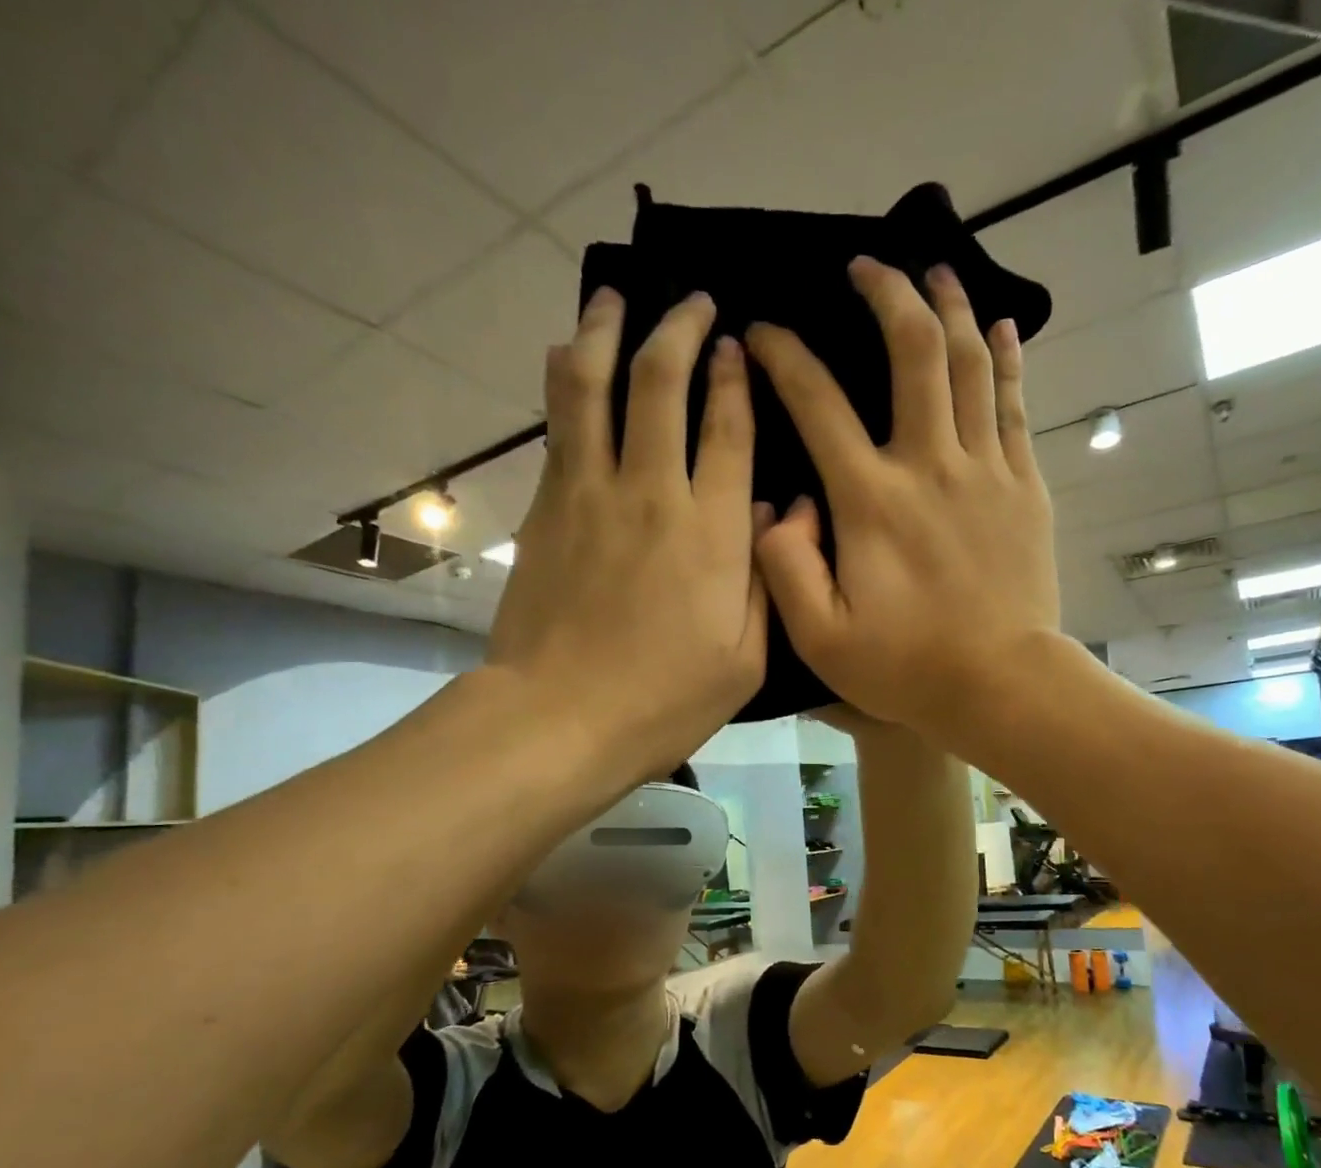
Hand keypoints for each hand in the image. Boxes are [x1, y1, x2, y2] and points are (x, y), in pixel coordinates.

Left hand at [490, 289, 765, 781]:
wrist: (559, 718)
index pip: (729, 429)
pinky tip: (572, 357)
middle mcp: (651, 493)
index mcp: (711, 532)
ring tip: (617, 297)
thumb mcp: (746, 661)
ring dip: (608, 331)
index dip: (736, 379)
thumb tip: (775, 511)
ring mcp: (589, 493)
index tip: (738, 345)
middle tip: (692, 304)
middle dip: (679, 330)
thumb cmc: (663, 701)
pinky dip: (568, 381)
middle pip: (661, 384)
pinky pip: (560, 425)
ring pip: (595, 386)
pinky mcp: (545, 508)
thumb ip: (766, 580)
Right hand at [744, 259, 1059, 739]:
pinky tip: (1000, 326)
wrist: (1001, 685)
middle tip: (864, 266)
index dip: (784, 357)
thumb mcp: (820, 638)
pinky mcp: (1023, 486)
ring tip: (933, 271)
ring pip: (970, 362)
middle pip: (912, 351)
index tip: (762, 332)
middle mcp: (929, 465)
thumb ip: (784, 568)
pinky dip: (1006, 358)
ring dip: (950, 307)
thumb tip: (776, 506)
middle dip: (885, 294)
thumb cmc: (906, 668)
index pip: (818, 403)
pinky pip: (1014, 404)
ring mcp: (984, 470)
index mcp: (870, 500)